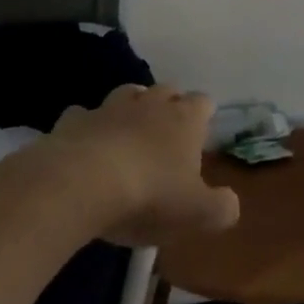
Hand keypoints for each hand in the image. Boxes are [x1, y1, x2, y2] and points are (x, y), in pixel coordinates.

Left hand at [49, 84, 239, 247]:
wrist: (79, 184)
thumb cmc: (148, 195)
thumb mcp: (197, 213)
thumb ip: (221, 208)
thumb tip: (230, 204)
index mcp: (184, 119)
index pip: (203, 102)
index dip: (204, 115)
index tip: (202, 133)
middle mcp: (150, 104)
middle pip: (166, 90)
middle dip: (169, 105)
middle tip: (167, 132)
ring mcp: (109, 108)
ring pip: (126, 94)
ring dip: (131, 107)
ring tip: (129, 131)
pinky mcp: (73, 120)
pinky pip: (83, 115)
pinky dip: (87, 126)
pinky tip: (85, 144)